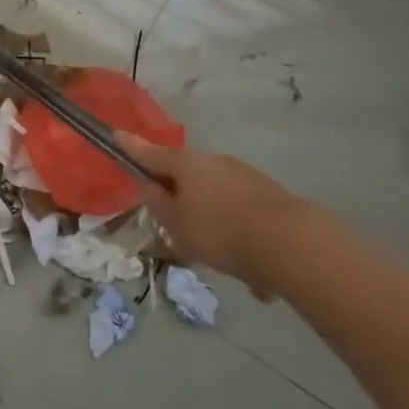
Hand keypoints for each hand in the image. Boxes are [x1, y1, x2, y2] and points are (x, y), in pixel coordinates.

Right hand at [119, 133, 307, 291]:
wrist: (293, 244)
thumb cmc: (221, 232)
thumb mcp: (177, 225)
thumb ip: (158, 205)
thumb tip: (150, 187)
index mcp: (184, 164)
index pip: (147, 152)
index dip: (129, 146)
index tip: (115, 134)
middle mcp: (214, 161)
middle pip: (187, 177)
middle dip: (183, 200)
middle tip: (182, 230)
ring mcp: (245, 175)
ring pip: (219, 199)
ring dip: (217, 223)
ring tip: (226, 262)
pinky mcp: (271, 195)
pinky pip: (245, 215)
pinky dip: (243, 236)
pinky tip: (256, 274)